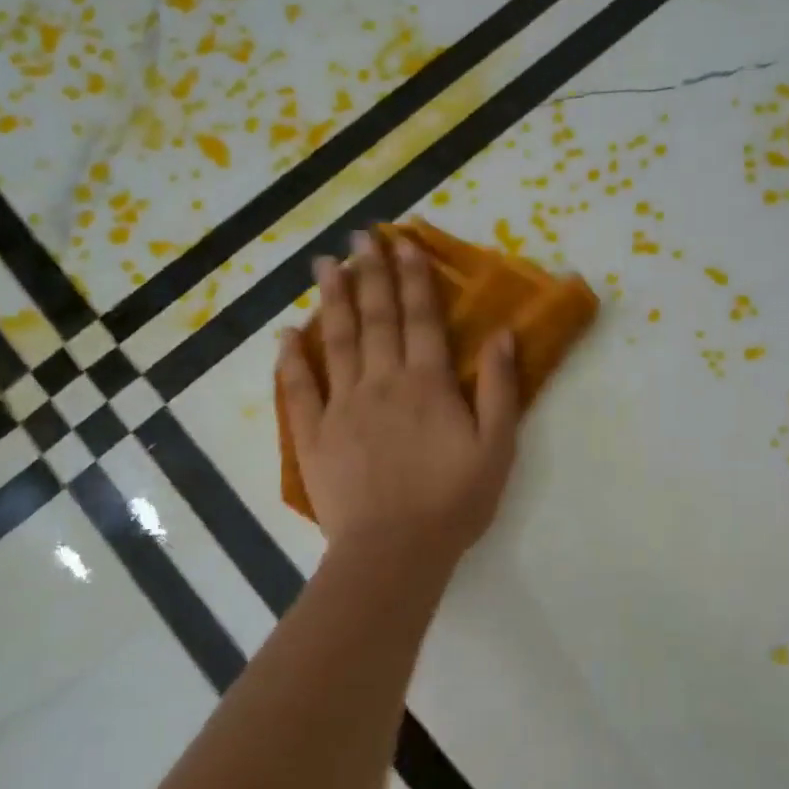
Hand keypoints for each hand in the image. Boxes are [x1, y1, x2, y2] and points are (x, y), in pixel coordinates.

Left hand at [278, 231, 519, 569]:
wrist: (395, 551)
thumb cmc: (453, 502)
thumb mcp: (497, 448)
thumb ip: (500, 389)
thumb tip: (502, 335)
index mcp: (427, 384)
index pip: (420, 318)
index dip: (413, 278)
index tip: (403, 244)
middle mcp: (381, 383)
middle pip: (375, 318)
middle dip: (369, 273)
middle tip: (359, 237)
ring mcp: (341, 407)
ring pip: (335, 341)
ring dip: (331, 300)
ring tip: (323, 264)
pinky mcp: (313, 435)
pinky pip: (298, 389)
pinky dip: (290, 359)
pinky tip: (286, 334)